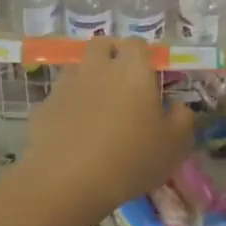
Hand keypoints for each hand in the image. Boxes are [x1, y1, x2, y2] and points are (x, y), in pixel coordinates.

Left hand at [24, 41, 194, 218]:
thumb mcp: (173, 146)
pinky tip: (74, 132)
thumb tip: (178, 106)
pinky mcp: (44, 105)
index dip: (143, 56)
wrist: (66, 181)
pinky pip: (60, 96)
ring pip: (79, 68)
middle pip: (102, 45)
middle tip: (122, 84)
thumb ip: (182, 119)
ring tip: (97, 109)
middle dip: (112, 56)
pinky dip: (68, 106)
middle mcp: (98, 68)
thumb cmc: (130, 160)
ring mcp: (67, 84)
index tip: (149, 77)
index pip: (137, 44)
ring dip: (89, 79)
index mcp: (133, 70)